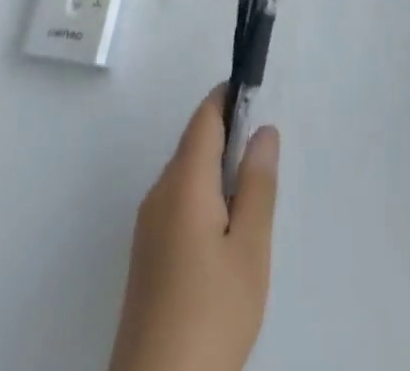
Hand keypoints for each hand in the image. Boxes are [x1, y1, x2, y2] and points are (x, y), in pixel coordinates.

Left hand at [108, 86, 279, 370]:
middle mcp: (159, 191)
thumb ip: (257, 183)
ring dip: (216, 172)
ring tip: (249, 207)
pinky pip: (177, 202)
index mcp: (184, 180)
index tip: (257, 96)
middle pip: (194, 142)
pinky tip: (223, 238)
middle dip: (228, 138)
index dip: (230, 97)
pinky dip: (202, 199)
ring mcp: (148, 224)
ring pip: (186, 174)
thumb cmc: (212, 312)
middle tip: (264, 165)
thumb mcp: (250, 248)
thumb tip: (263, 130)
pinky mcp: (145, 254)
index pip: (205, 116)